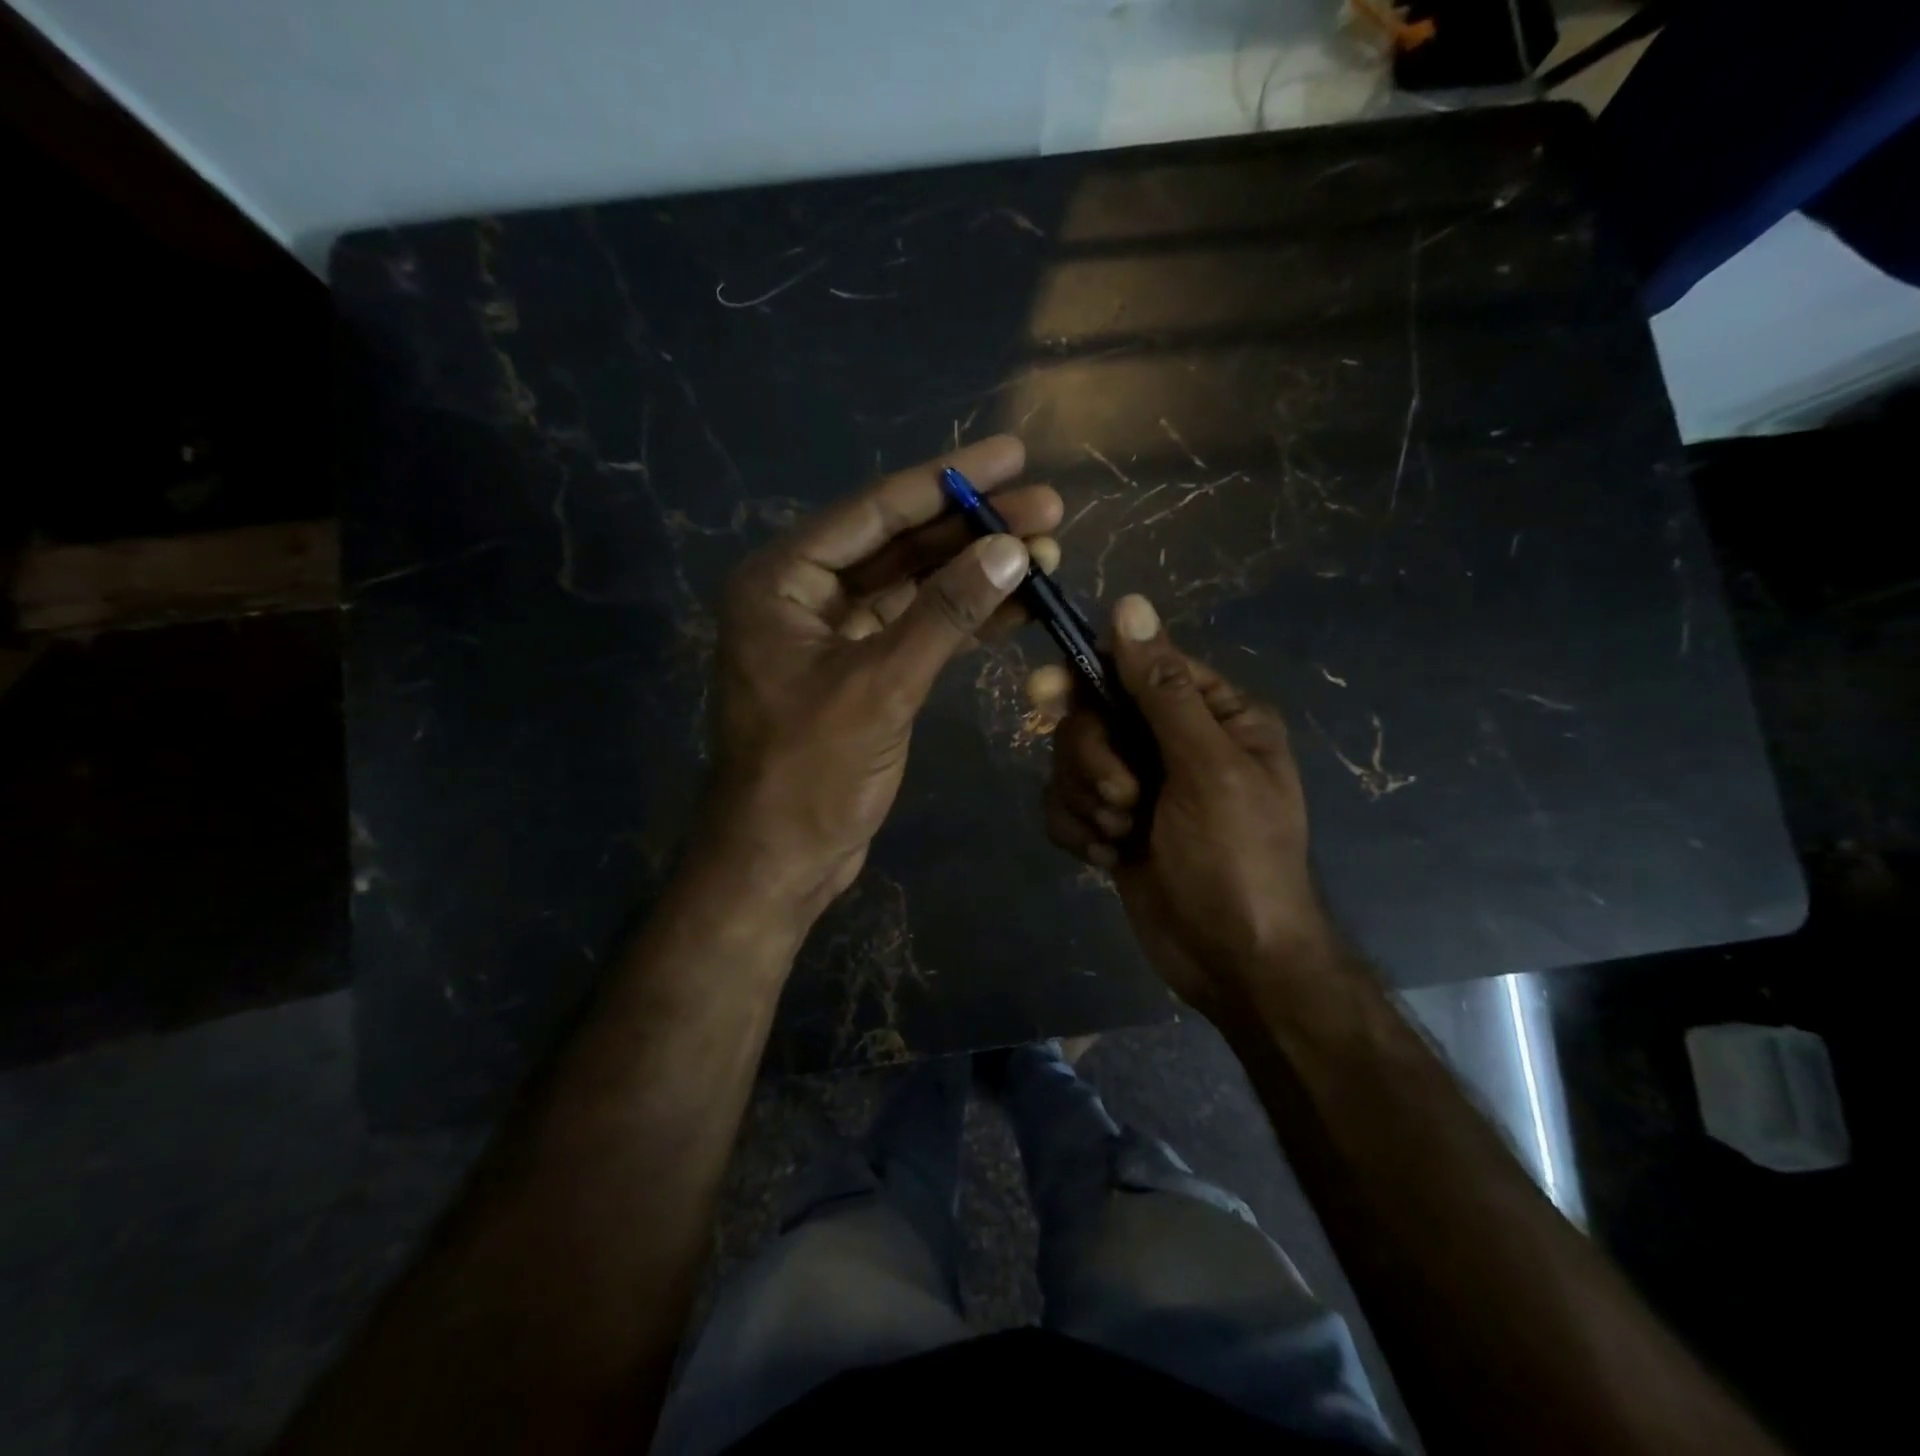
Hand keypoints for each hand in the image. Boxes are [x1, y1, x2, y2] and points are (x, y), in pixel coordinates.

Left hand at [700, 436, 1061, 913]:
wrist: (781, 859)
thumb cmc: (811, 773)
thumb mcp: (880, 685)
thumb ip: (945, 613)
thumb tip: (1012, 549)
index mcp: (783, 580)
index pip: (875, 512)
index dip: (948, 481)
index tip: (1011, 454)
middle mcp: (804, 595)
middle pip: (899, 544)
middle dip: (973, 527)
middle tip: (1047, 506)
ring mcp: (833, 634)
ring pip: (913, 587)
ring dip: (975, 571)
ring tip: (1047, 551)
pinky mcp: (860, 670)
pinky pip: (916, 628)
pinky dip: (962, 617)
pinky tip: (1015, 604)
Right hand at [1029, 594, 1333, 1016]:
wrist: (1233, 961)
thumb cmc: (1236, 860)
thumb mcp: (1208, 768)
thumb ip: (1162, 689)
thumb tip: (1129, 604)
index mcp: (1211, 714)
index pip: (1137, 666)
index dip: (1090, 677)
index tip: (1047, 694)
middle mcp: (1171, 740)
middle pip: (1092, 715)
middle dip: (1094, 760)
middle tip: (1122, 800)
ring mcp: (1138, 784)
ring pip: (1070, 761)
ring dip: (1087, 801)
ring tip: (1122, 836)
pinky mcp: (1110, 823)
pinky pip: (1063, 804)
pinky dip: (1077, 830)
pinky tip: (1108, 859)